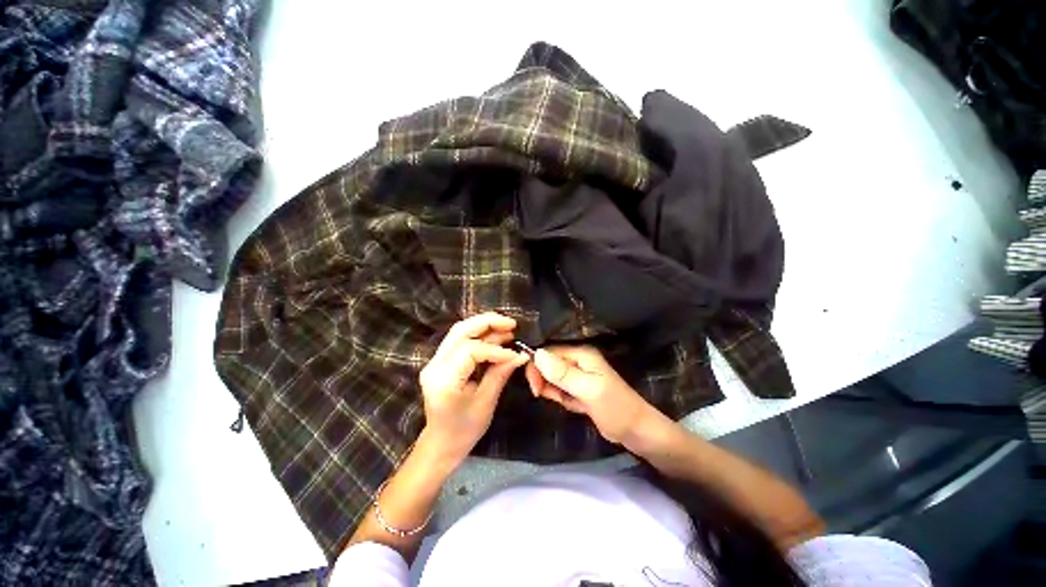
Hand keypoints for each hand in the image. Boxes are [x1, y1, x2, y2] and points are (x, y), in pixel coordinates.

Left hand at [418, 312, 528, 464]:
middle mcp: (435, 365)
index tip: (514, 353)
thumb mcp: (486, 403)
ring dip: (484, 325)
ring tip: (506, 327)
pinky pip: (459, 339)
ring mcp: (435, 361)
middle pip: (460, 331)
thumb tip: (520, 354)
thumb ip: (500, 374)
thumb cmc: (464, 430)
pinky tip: (494, 335)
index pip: (470, 351)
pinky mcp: (440, 360)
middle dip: (488, 322)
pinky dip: (479, 334)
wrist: (441, 443)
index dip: (495, 349)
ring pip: (459, 331)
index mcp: (444, 380)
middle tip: (511, 323)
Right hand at [525, 346, 654, 444]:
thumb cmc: (615, 408)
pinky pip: (559, 389)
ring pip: (552, 377)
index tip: (534, 385)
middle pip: (549, 363)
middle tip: (541, 395)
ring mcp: (578, 376)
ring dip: (551, 389)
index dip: (537, 364)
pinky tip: (568, 404)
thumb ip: (563, 374)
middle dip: (543, 378)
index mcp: (581, 354)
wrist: (636, 432)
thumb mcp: (588, 390)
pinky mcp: (578, 390)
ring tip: (564, 401)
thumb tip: (537, 354)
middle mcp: (578, 361)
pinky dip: (559, 397)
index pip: (550, 352)